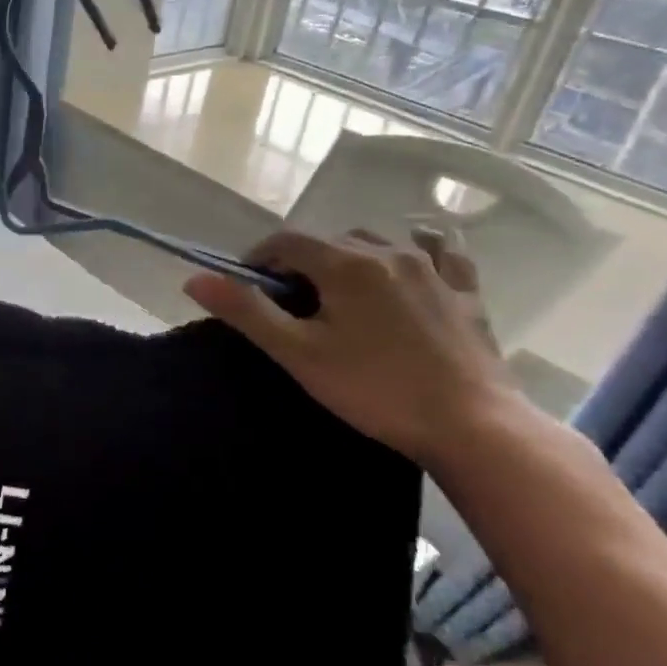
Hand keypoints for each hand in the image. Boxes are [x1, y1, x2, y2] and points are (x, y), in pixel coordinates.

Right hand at [183, 227, 524, 467]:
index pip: (286, 242)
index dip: (259, 259)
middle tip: (290, 302)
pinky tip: (413, 258)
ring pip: (378, 241)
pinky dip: (419, 247)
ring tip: (340, 291)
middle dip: (301, 261)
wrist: (472, 426)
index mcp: (345, 264)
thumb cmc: (374, 389)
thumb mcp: (297, 353)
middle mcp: (388, 252)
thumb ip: (246, 311)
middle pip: (329, 239)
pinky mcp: (465, 292)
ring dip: (349, 255)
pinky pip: (441, 251)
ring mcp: (433, 269)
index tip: (248, 288)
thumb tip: (195, 279)